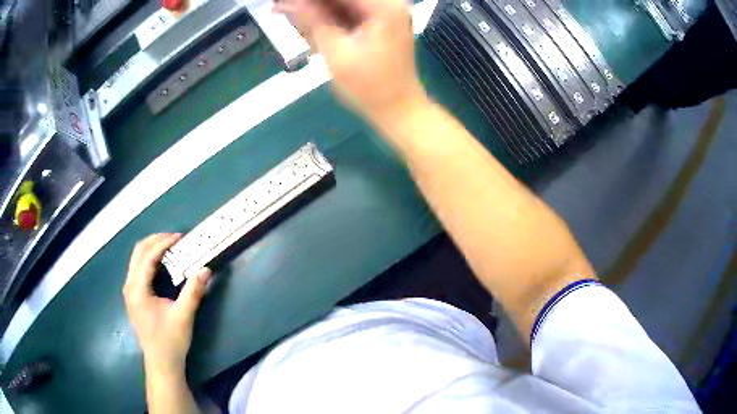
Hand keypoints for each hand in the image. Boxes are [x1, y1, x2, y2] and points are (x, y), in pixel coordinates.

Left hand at [123, 233, 211, 376]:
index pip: (148, 256)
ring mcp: (129, 291)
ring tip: (170, 247)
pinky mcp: (132, 297)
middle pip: (138, 252)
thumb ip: (193, 291)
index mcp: (138, 289)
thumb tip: (206, 269)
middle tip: (175, 239)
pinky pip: (137, 268)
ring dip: (151, 249)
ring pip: (136, 259)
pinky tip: (161, 265)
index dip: (163, 243)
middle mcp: (129, 286)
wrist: (161, 363)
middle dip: (156, 241)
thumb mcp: (184, 316)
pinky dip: (148, 260)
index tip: (180, 237)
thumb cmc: (170, 341)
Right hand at [275, 0, 426, 118]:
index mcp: (384, 6)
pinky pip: (349, 13)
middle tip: (282, 8)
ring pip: (344, 5)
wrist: (398, 110)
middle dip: (312, 5)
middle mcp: (389, 3)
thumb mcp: (336, 51)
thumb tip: (293, 2)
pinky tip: (308, 23)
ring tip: (287, 13)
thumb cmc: (369, 87)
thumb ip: (314, 20)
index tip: (284, 4)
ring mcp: (386, 13)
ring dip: (318, 11)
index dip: (310, 0)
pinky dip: (329, 18)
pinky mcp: (381, 23)